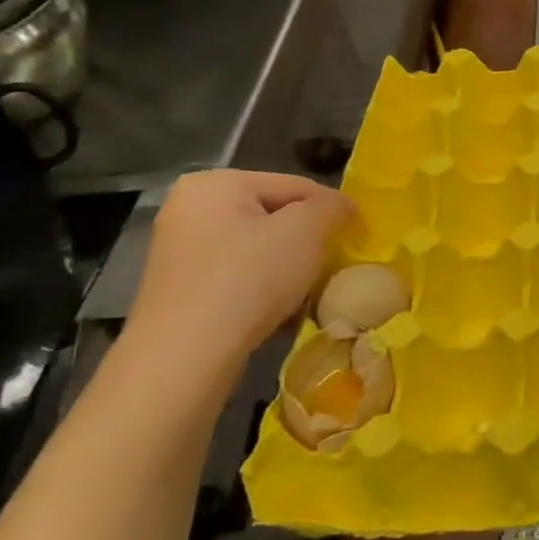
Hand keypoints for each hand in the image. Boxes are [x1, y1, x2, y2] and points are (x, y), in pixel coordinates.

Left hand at [124, 171, 352, 380]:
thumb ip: (333, 207)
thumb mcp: (306, 231)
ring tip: (310, 292)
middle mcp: (190, 207)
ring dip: (289, 267)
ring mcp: (180, 250)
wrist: (185, 356)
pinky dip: (263, 288)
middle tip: (334, 266)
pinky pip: (238, 276)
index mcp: (216, 183)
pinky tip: (281, 311)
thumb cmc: (249, 279)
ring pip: (258, 249)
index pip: (295, 186)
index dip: (333, 210)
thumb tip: (343, 207)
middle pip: (274, 216)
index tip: (358, 238)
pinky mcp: (180, 288)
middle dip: (308, 241)